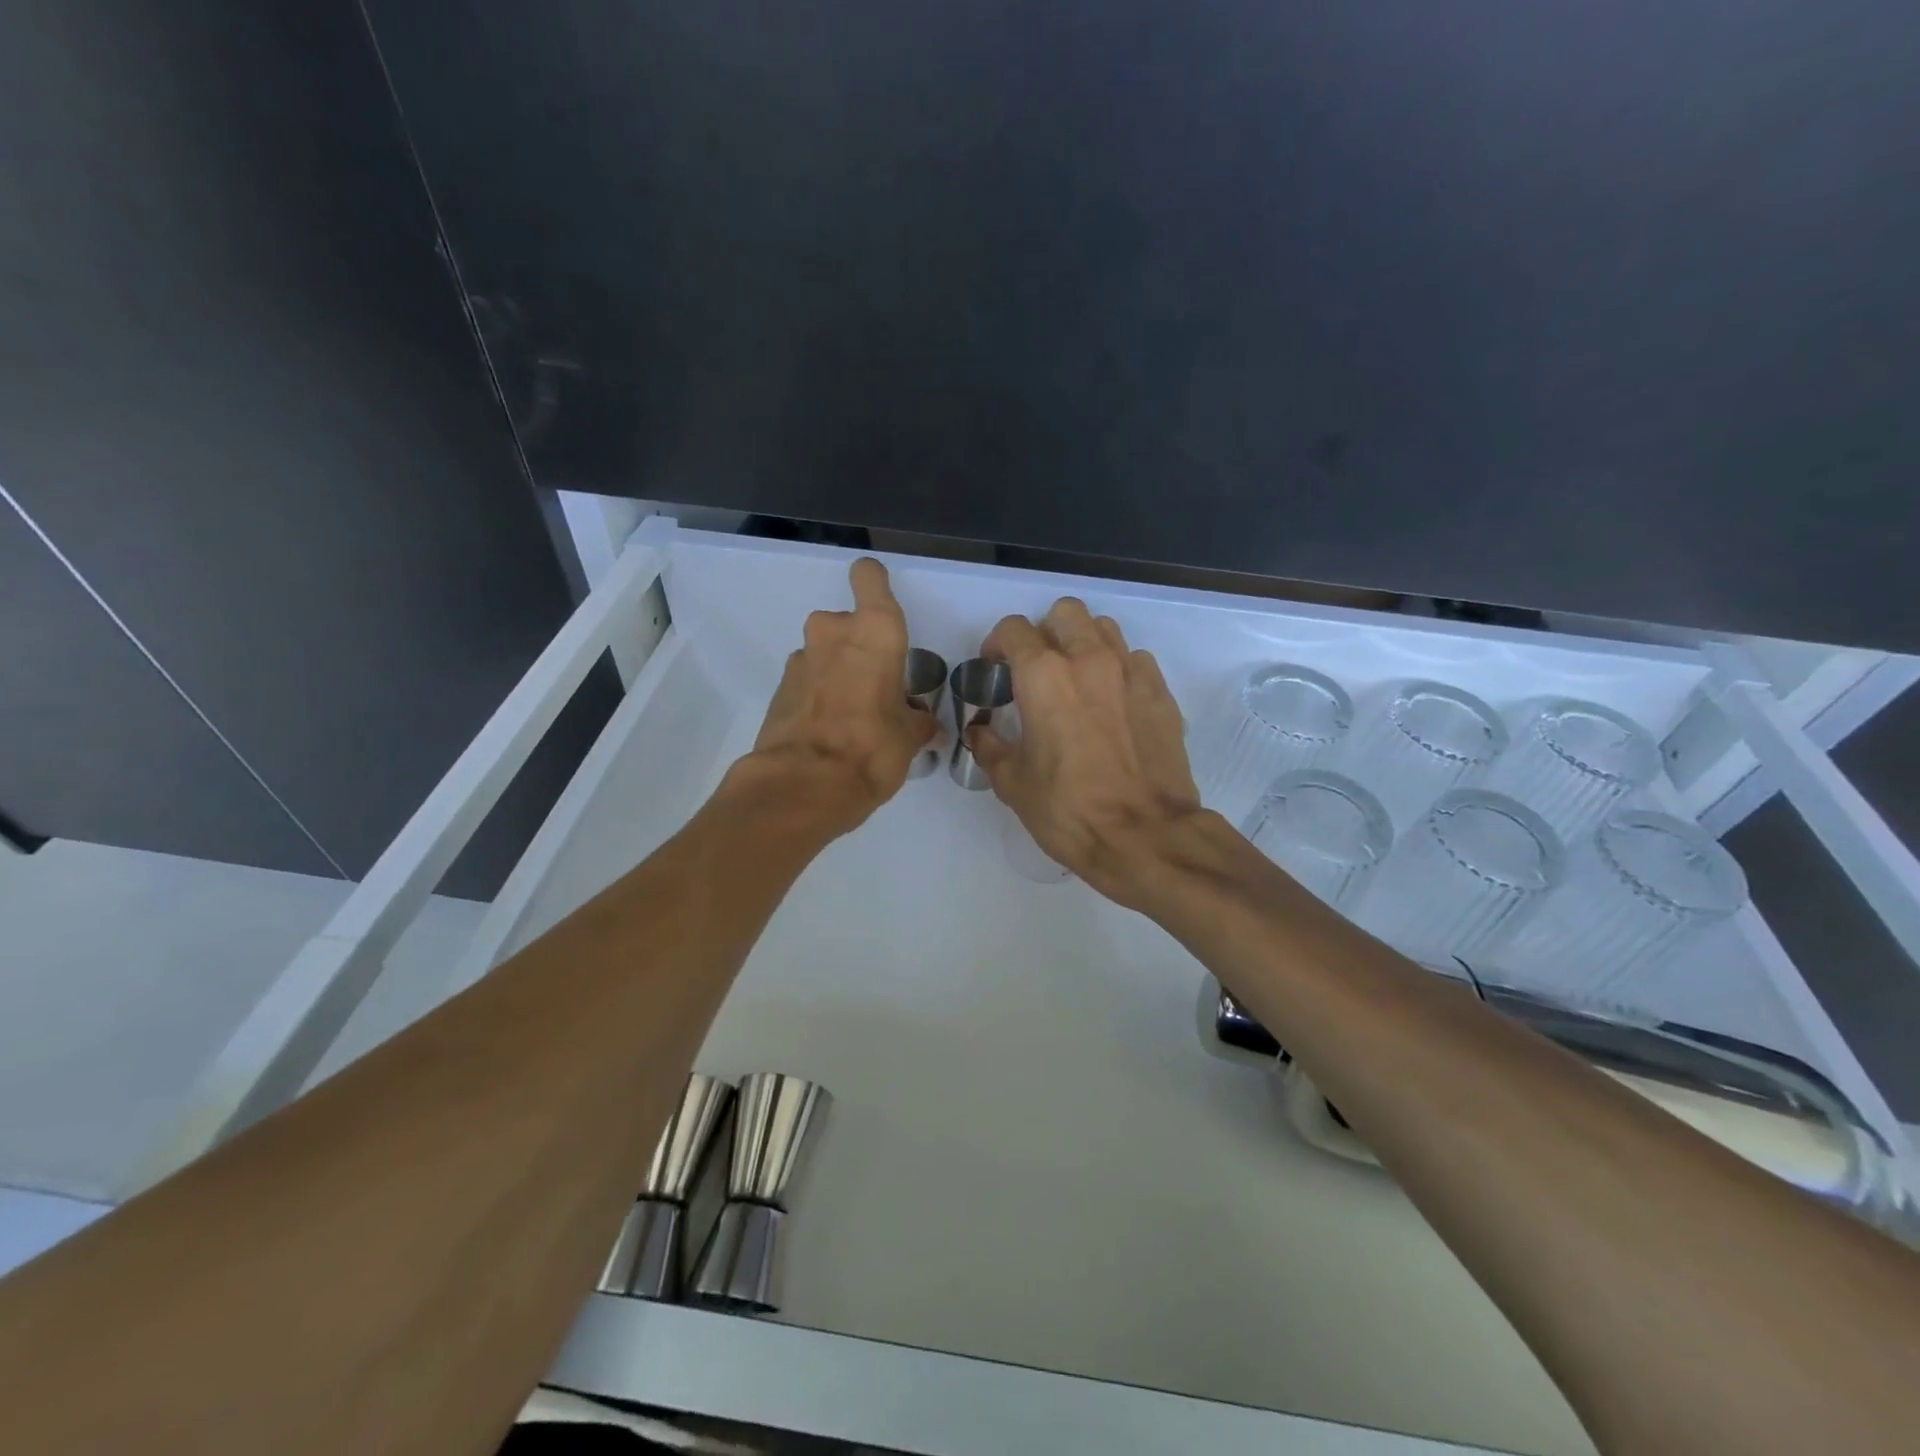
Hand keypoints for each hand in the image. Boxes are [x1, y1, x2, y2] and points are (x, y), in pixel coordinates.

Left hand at [748, 558, 936, 829]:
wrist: (804, 785)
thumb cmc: (872, 748)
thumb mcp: (910, 737)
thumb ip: (917, 720)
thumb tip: (922, 723)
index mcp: (874, 632)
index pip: (869, 578)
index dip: (874, 583)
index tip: (880, 602)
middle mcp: (833, 633)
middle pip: (847, 623)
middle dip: (859, 648)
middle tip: (876, 687)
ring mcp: (800, 659)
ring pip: (825, 653)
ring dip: (838, 672)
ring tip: (853, 715)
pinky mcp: (778, 689)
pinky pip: (807, 681)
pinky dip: (818, 695)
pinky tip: (830, 731)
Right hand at [967, 598, 1203, 907]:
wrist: (1145, 835)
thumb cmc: (1069, 810)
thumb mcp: (1013, 783)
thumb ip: (990, 746)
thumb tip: (978, 731)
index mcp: (1044, 676)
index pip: (1014, 629)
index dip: (997, 644)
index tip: (995, 668)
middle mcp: (1088, 660)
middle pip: (1064, 613)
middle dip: (1044, 632)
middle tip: (1037, 668)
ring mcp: (1130, 672)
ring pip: (1103, 628)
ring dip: (1083, 643)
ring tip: (1076, 680)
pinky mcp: (1161, 692)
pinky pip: (1135, 660)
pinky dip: (1118, 669)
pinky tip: (1112, 703)